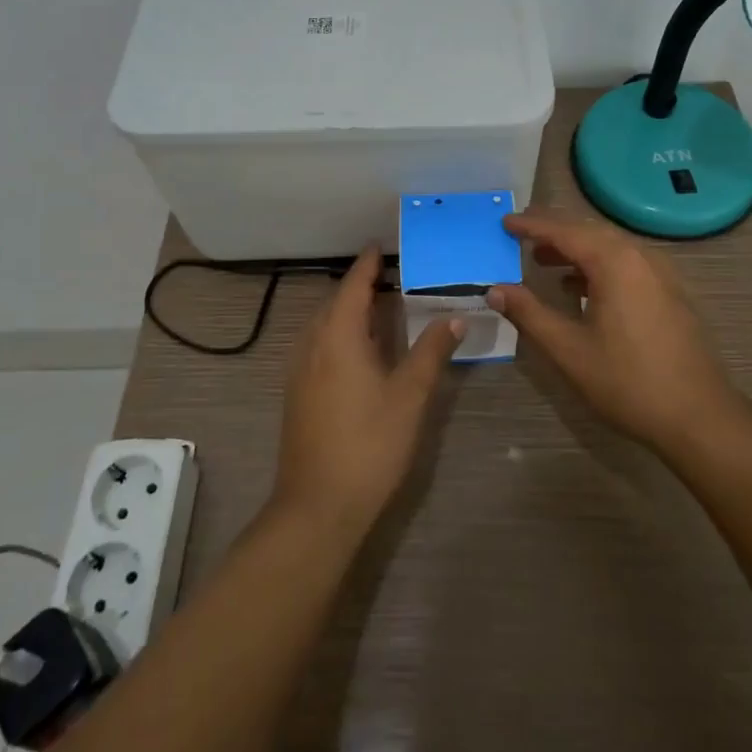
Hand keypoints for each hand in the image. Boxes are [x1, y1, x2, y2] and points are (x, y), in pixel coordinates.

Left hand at [271, 246, 461, 540]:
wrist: (317, 506)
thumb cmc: (369, 445)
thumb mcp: (409, 396)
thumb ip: (432, 353)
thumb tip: (455, 318)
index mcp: (338, 336)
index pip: (352, 286)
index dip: (367, 265)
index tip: (379, 245)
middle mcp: (312, 344)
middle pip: (334, 302)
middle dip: (358, 285)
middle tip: (389, 275)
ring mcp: (299, 370)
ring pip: (322, 324)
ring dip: (347, 310)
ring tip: (375, 307)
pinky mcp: (296, 393)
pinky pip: (316, 344)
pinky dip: (337, 332)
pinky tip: (356, 350)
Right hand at [489, 211, 748, 455]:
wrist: (700, 417)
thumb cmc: (629, 382)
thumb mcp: (569, 350)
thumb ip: (529, 313)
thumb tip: (494, 289)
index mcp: (614, 262)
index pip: (564, 231)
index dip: (531, 225)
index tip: (504, 222)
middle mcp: (640, 256)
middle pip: (588, 231)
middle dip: (553, 231)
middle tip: (520, 235)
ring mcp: (660, 273)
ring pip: (609, 246)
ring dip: (575, 248)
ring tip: (543, 260)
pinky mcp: (670, 292)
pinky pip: (626, 262)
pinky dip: (598, 264)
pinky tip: (581, 287)